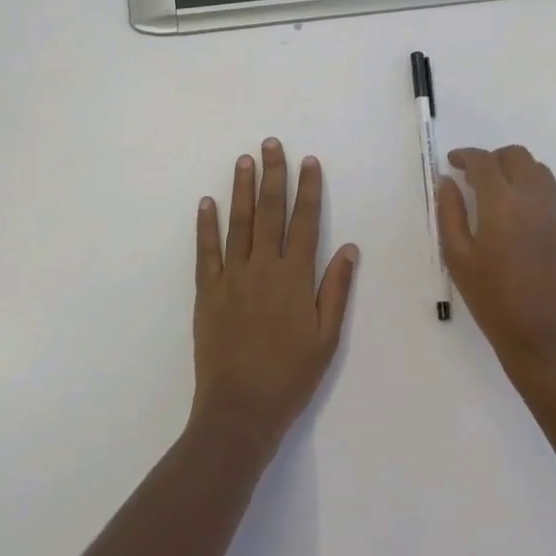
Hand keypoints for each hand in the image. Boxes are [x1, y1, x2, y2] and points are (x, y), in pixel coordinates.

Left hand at [191, 140, 359, 453]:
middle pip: (270, 212)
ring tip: (244, 160)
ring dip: (242, 189)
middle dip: (273, 175)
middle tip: (271, 144)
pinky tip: (207, 202)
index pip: (305, 222)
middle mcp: (264, 268)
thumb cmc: (290, 376)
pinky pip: (206, 251)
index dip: (308, 189)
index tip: (309, 161)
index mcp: (295, 278)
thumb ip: (336, 289)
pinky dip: (206, 225)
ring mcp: (232, 278)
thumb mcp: (326, 338)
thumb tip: (349, 248)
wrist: (239, 412)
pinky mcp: (207, 292)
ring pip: (239, 223)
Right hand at [437, 145, 555, 380]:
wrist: (545, 339)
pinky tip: (515, 215)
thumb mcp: (458, 258)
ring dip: (516, 169)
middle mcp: (533, 199)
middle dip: (493, 158)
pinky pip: (549, 193)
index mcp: (503, 203)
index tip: (452, 162)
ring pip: (538, 170)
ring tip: (497, 190)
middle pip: (517, 156)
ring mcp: (555, 214)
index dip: (466, 155)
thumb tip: (448, 182)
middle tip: (474, 176)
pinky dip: (530, 188)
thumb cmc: (493, 300)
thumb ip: (450, 213)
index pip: (484, 161)